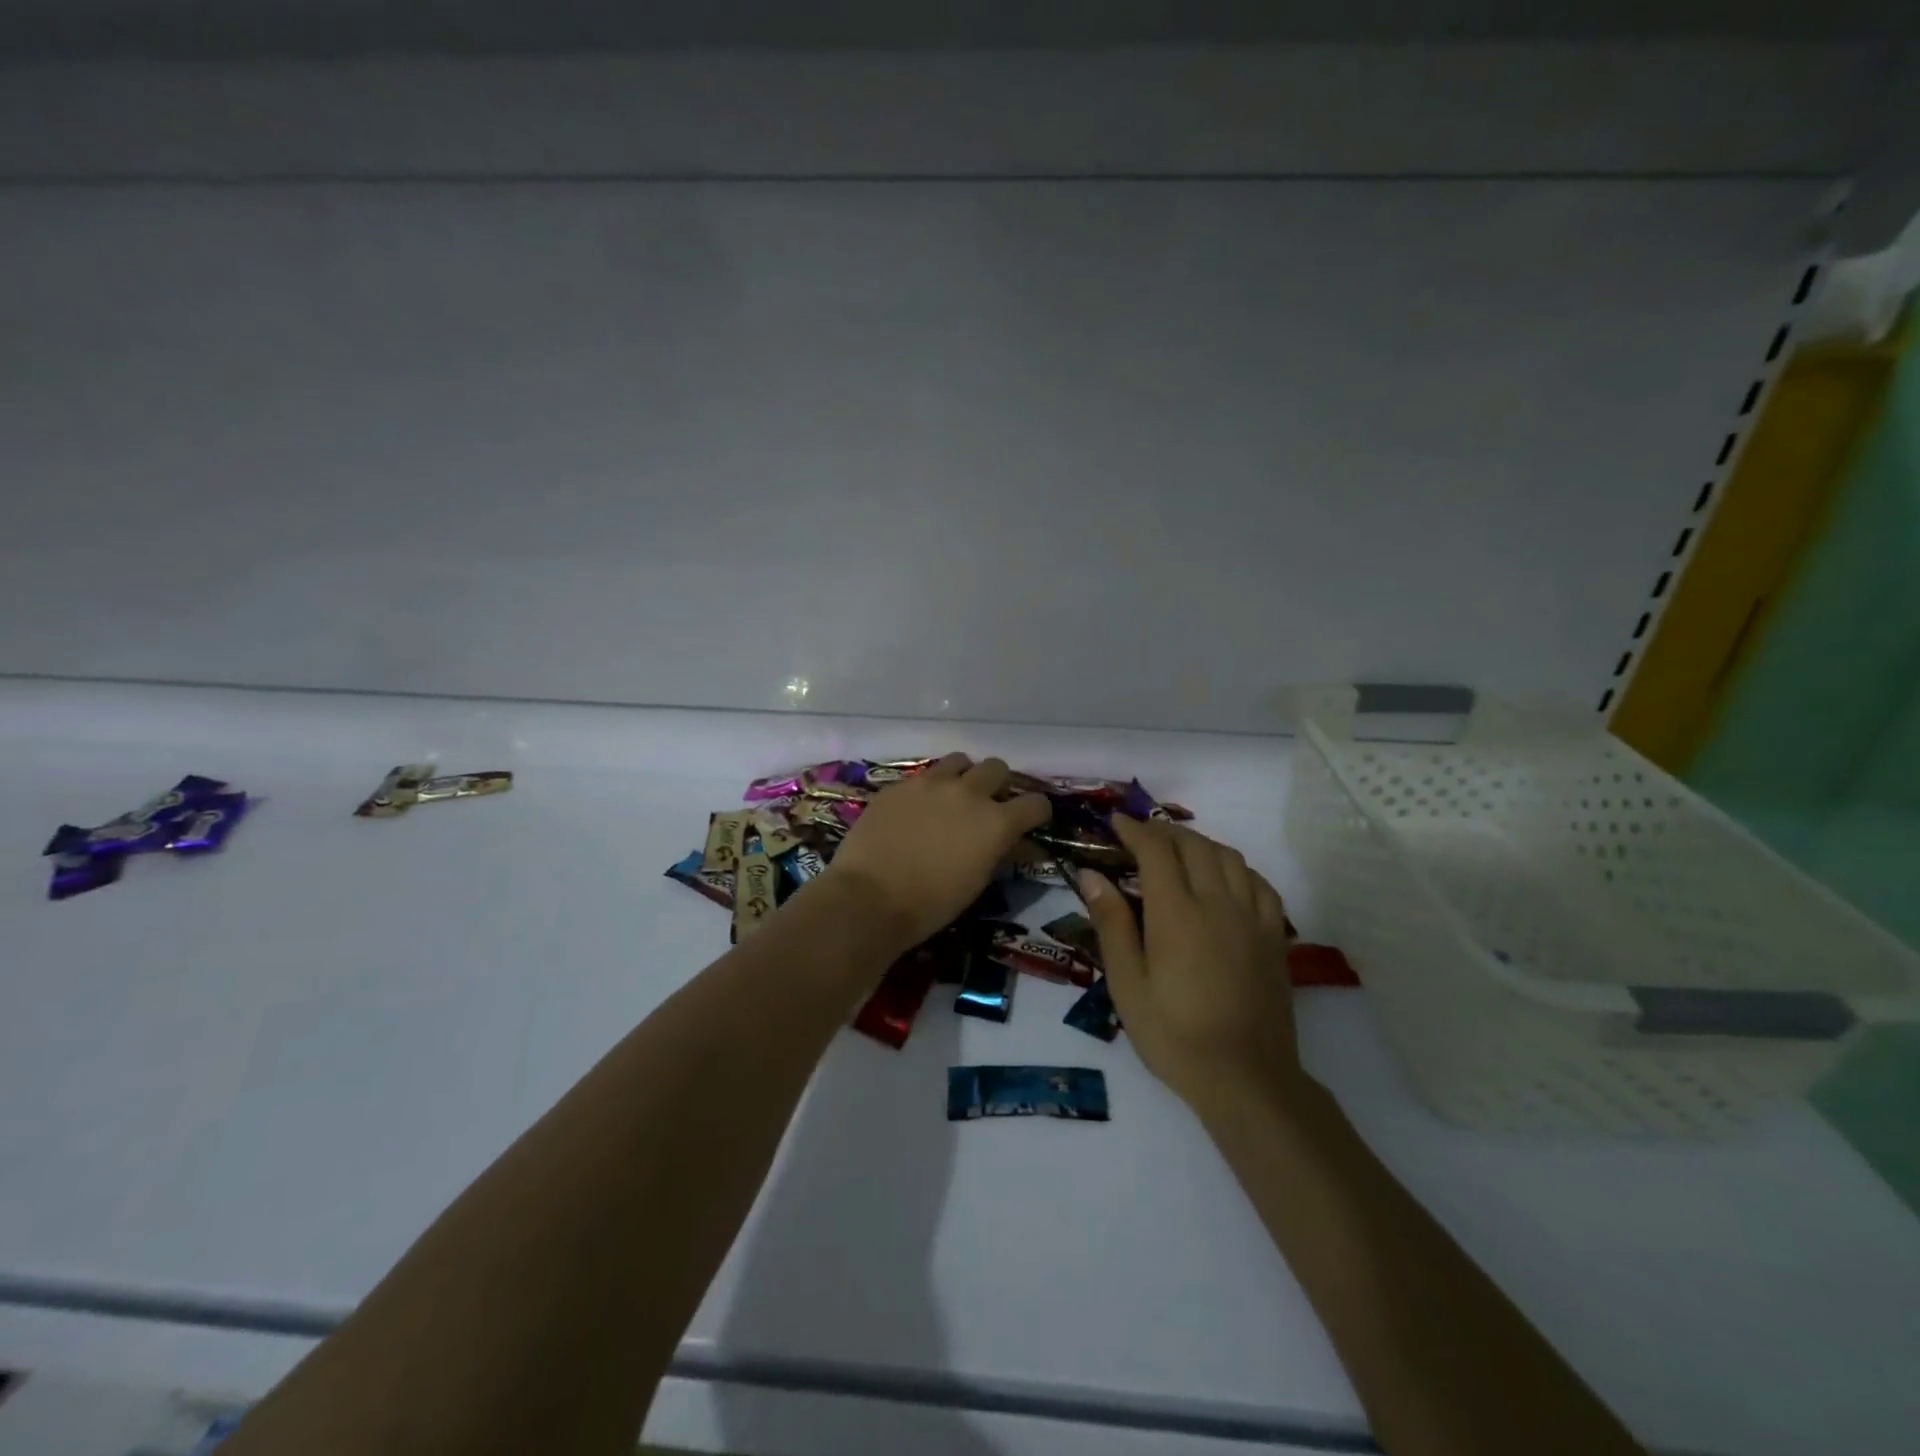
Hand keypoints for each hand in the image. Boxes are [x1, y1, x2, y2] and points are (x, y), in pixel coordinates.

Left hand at [826, 754, 1050, 949]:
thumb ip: (1002, 853)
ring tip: (952, 798)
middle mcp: (968, 792)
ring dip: (963, 776)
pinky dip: (929, 788)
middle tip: (988, 806)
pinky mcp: (900, 784)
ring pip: (960, 761)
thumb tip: (1021, 844)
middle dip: (998, 785)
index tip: (1030, 822)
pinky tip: (917, 810)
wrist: (869, 898)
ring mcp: (931, 783)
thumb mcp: (977, 882)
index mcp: (996, 821)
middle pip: (997, 768)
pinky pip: (924, 775)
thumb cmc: (931, 903)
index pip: (1035, 803)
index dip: (1037, 813)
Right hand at [1080, 818, 1302, 1111]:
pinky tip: (1225, 879)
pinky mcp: (1274, 936)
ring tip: (1179, 853)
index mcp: (1176, 913)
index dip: (1135, 830)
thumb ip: (1111, 924)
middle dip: (1164, 832)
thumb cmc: (1173, 1034)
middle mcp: (1217, 902)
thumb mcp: (1127, 984)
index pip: (1156, 850)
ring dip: (1200, 844)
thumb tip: (1092, 875)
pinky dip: (1236, 868)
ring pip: (1229, 857)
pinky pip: (1259, 883)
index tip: (1116, 822)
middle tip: (1141, 837)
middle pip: (1194, 845)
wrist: (1245, 1078)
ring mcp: (1251, 917)